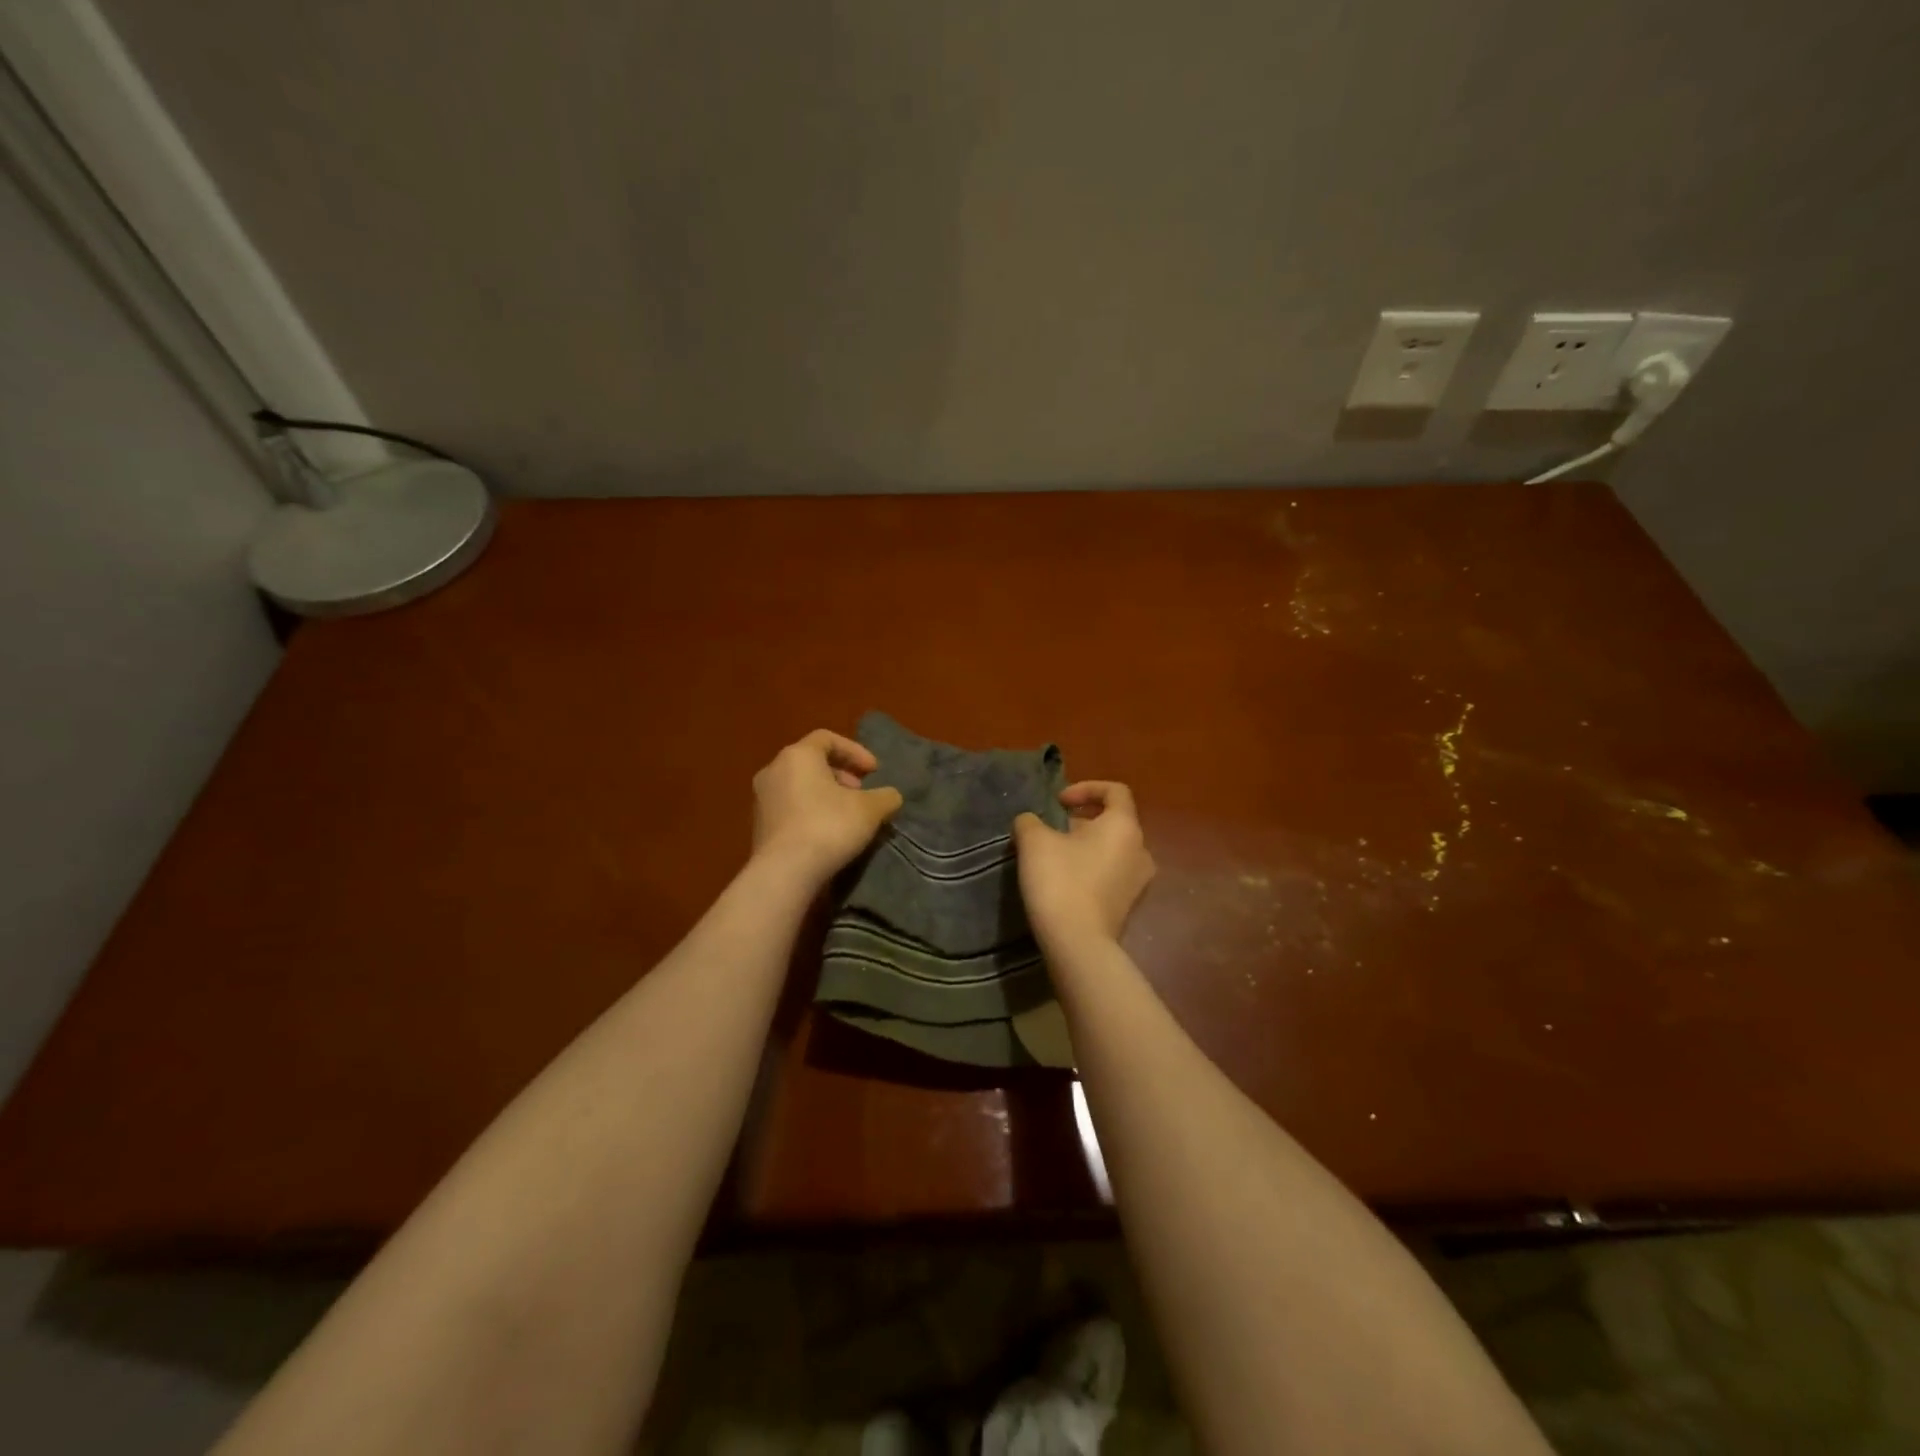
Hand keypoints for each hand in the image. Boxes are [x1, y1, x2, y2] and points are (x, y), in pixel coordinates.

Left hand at [751, 729, 903, 884]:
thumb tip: (891, 796)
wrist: (785, 872)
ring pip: (800, 786)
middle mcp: (773, 770)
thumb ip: (885, 796)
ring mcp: (762, 799)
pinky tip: (828, 834)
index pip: (827, 738)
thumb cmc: (828, 827)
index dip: (855, 751)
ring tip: (848, 816)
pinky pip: (790, 808)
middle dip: (841, 775)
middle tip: (861, 793)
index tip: (874, 771)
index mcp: (798, 756)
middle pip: (812, 762)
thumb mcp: (870, 809)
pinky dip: (811, 812)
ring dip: (826, 795)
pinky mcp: (759, 826)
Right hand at [1013, 782, 1155, 947]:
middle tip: (1051, 832)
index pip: (1115, 791)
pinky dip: (1091, 870)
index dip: (1086, 788)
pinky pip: (1111, 875)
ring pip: (1112, 850)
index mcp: (1124, 826)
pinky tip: (1065, 883)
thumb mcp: (1034, 841)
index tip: (1058, 803)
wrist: (1077, 943)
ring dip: (1085, 847)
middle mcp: (1140, 849)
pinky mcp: (1129, 906)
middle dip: (1081, 821)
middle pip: (1113, 822)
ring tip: (1054, 858)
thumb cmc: (1060, 881)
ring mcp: (1139, 881)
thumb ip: (1030, 821)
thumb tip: (1031, 822)